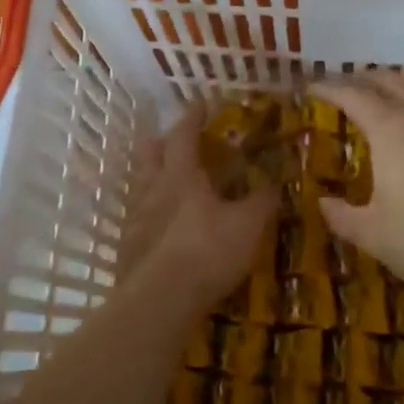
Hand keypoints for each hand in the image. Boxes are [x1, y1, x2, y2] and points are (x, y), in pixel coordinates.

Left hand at [128, 107, 275, 302]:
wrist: (161, 299)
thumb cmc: (208, 251)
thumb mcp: (248, 225)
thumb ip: (262, 201)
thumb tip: (275, 182)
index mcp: (180, 175)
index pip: (183, 134)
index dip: (193, 117)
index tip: (201, 103)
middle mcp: (152, 189)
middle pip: (150, 153)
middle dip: (163, 141)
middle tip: (178, 141)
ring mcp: (135, 218)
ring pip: (140, 184)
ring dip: (154, 176)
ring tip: (171, 183)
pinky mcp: (128, 247)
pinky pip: (138, 218)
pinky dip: (151, 213)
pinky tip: (162, 226)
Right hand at [312, 73, 403, 299]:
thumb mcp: (371, 234)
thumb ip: (341, 215)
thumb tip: (323, 203)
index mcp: (391, 131)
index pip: (353, 95)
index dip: (329, 87)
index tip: (311, 86)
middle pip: (390, 81)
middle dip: (362, 79)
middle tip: (342, 88)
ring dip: (393, 92)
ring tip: (378, 107)